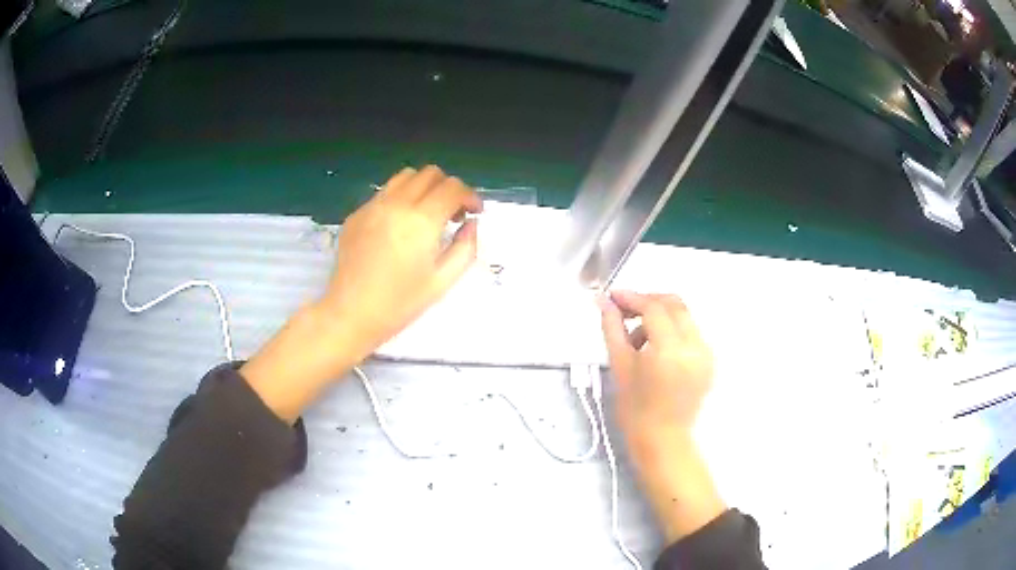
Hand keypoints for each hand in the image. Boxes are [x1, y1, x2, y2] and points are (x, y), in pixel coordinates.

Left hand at [241, 166, 481, 422]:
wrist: (351, 314)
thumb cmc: (400, 304)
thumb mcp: (443, 281)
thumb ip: (465, 247)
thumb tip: (471, 224)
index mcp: (421, 221)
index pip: (453, 188)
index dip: (470, 196)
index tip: (474, 212)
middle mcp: (397, 204)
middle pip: (430, 174)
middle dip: (448, 188)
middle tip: (452, 213)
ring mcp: (373, 206)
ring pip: (406, 176)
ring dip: (424, 187)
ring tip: (426, 212)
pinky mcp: (357, 214)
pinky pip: (385, 192)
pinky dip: (401, 198)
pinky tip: (400, 225)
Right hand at [598, 291, 712, 439]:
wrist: (662, 439)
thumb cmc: (635, 409)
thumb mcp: (619, 366)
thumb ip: (612, 328)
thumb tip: (604, 302)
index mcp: (670, 350)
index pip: (654, 308)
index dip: (632, 298)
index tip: (613, 297)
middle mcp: (694, 346)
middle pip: (674, 304)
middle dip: (648, 302)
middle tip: (624, 311)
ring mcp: (706, 353)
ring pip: (683, 316)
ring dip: (660, 317)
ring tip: (637, 339)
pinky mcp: (709, 360)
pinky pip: (691, 332)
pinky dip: (672, 331)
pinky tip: (655, 349)